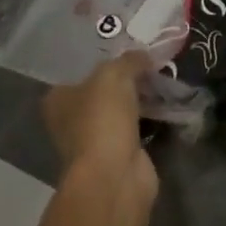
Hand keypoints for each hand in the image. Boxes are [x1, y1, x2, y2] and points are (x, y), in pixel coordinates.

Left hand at [43, 52, 155, 191]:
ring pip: (121, 110)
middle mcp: (71, 121)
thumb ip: (129, 60)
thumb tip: (144, 56)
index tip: (128, 49)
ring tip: (163, 78)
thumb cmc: (102, 119)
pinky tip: (167, 102)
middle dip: (126, 79)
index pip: (79, 72)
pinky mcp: (119, 156)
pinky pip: (136, 128)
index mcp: (58, 100)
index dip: (103, 59)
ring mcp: (95, 141)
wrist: (114, 176)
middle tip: (150, 62)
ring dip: (140, 99)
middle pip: (102, 91)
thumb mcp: (114, 74)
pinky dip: (150, 118)